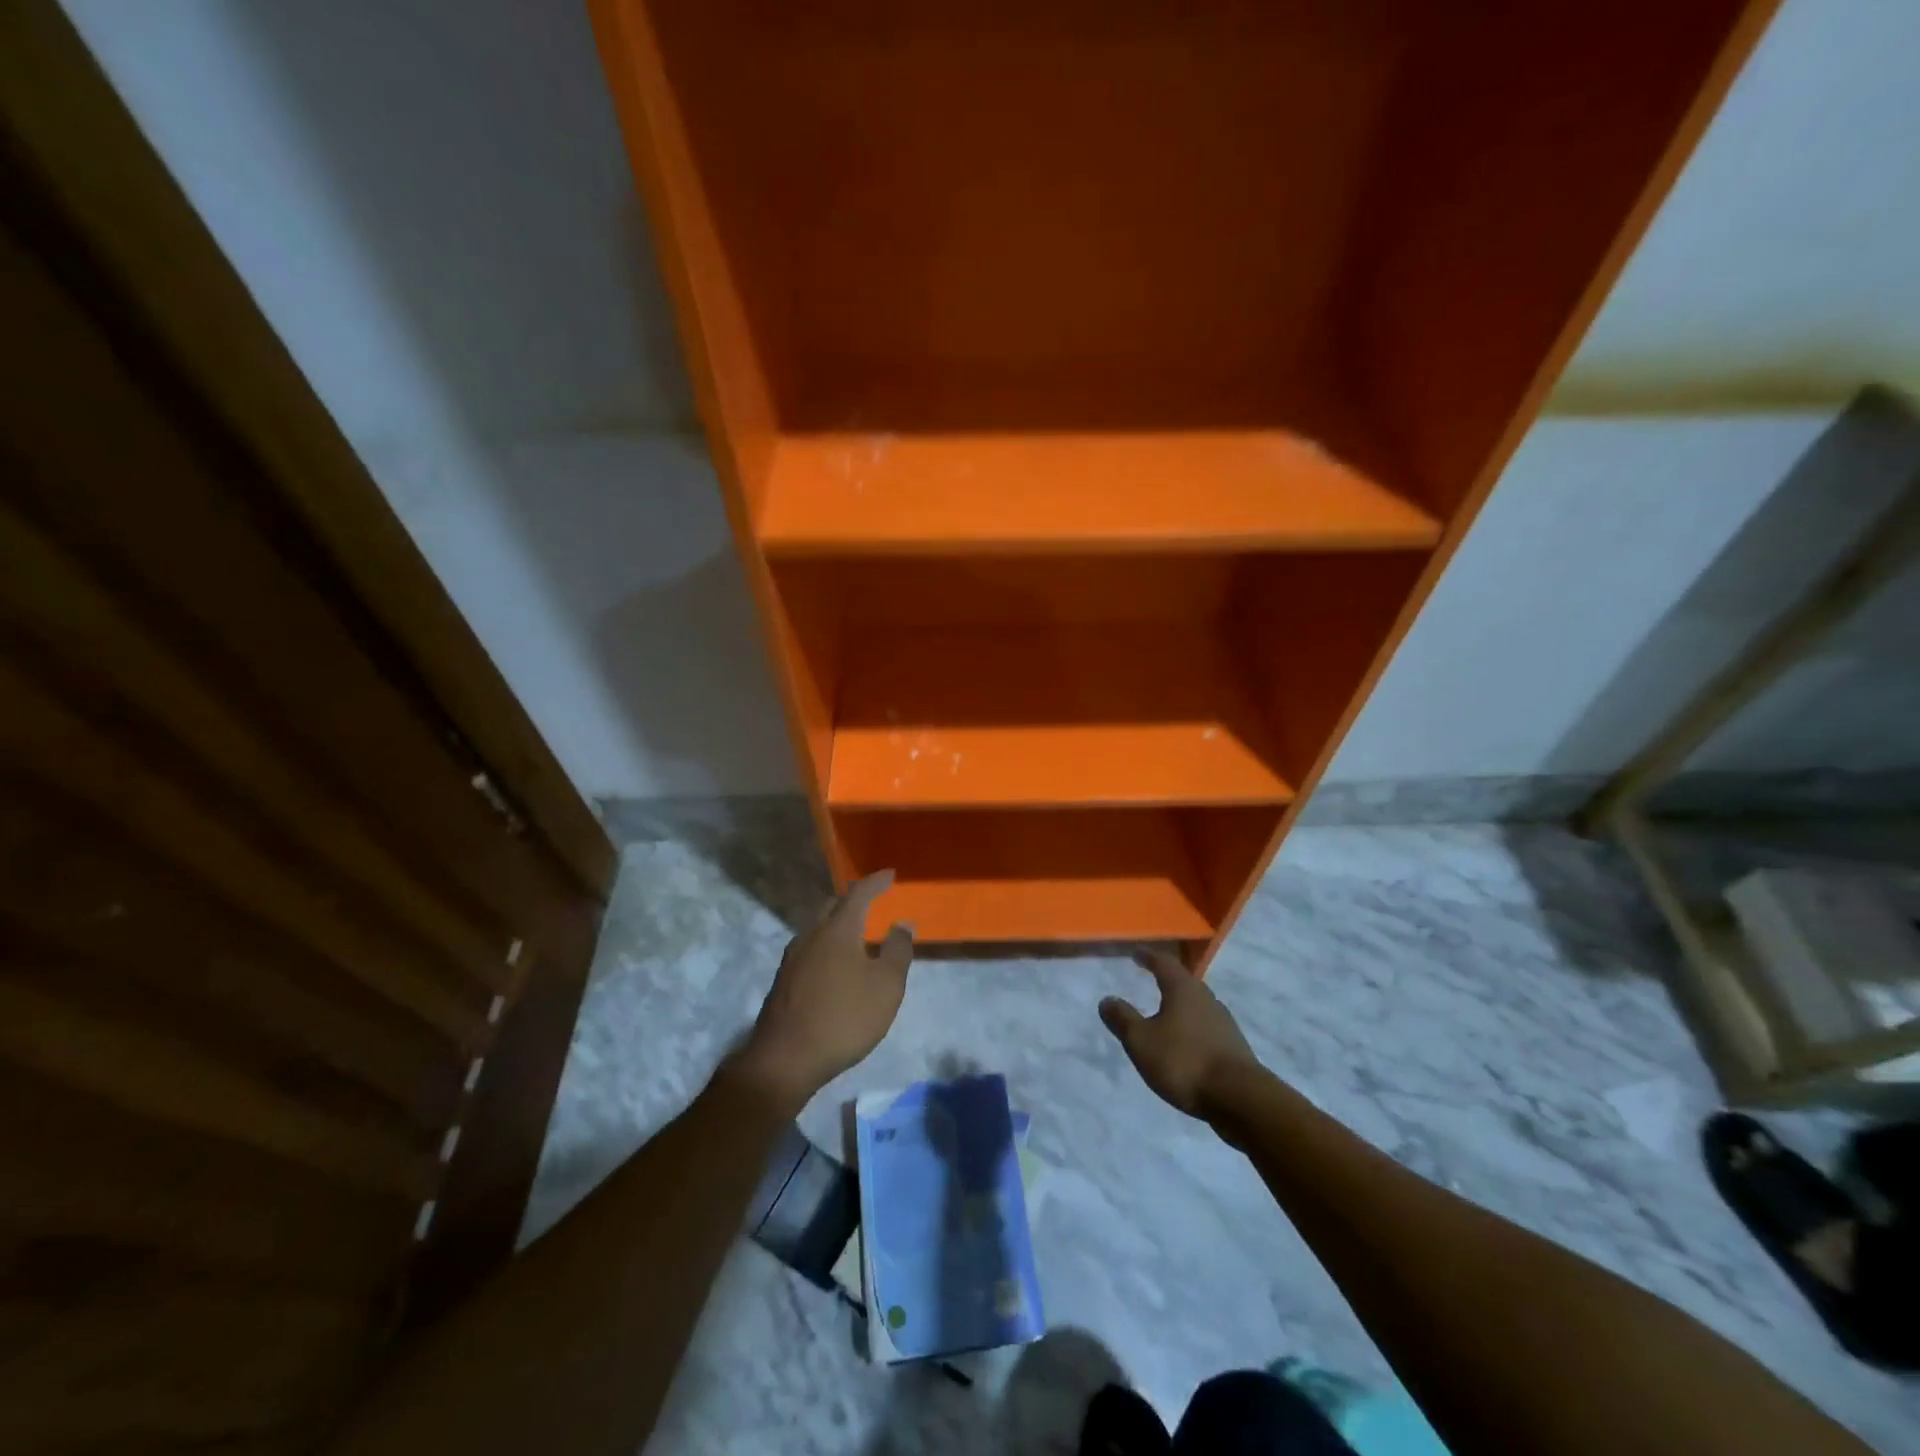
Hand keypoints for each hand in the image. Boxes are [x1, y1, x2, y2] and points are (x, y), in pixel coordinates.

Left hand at [733, 870, 913, 1109]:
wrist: (784, 1059)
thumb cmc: (844, 1018)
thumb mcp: (886, 986)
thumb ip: (898, 950)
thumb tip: (903, 922)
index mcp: (837, 930)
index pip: (858, 893)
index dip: (876, 882)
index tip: (890, 874)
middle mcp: (811, 935)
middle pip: (832, 905)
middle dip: (853, 899)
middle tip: (872, 901)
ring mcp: (792, 958)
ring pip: (818, 927)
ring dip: (838, 923)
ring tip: (856, 934)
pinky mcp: (783, 980)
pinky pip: (810, 948)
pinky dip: (827, 945)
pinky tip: (835, 965)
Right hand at [1099, 950, 1261, 1118]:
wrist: (1240, 1098)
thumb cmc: (1184, 1061)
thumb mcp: (1141, 1041)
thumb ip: (1123, 1019)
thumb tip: (1107, 999)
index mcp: (1183, 990)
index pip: (1164, 963)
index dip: (1149, 957)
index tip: (1137, 953)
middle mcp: (1206, 999)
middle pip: (1184, 982)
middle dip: (1167, 979)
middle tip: (1152, 978)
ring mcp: (1224, 1023)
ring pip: (1198, 1005)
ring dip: (1181, 1005)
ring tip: (1166, 1012)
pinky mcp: (1234, 1047)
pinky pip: (1207, 1027)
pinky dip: (1192, 1028)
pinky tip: (1186, 1042)